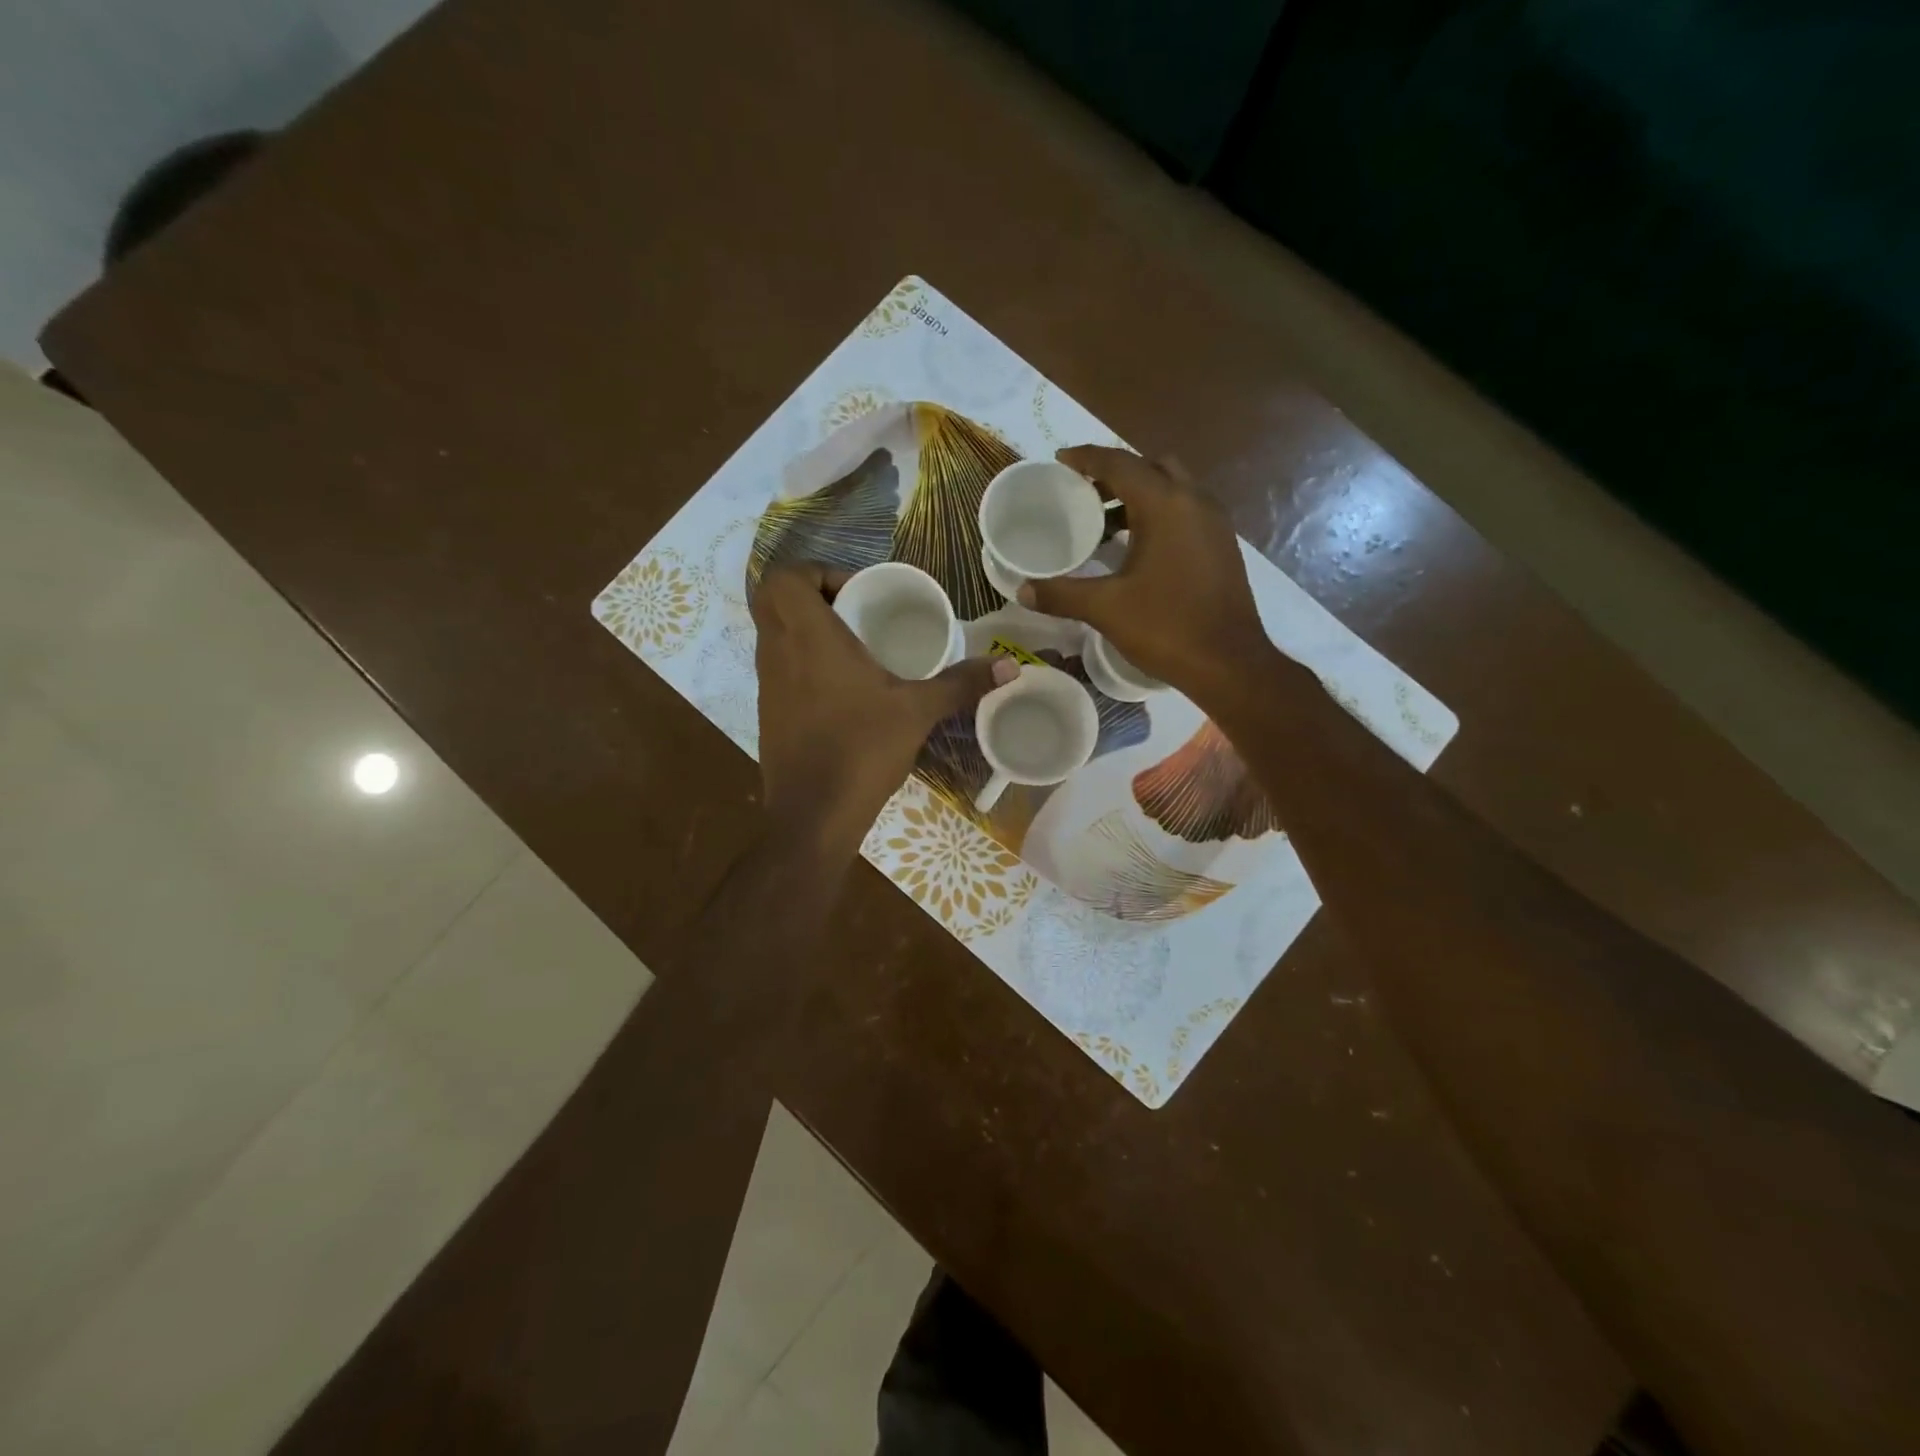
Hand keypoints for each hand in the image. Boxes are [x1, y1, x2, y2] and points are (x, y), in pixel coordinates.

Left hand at [751, 562, 1011, 852]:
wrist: (813, 816)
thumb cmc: (861, 750)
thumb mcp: (917, 711)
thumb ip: (961, 683)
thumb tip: (1010, 665)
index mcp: (808, 637)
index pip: (784, 578)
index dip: (816, 572)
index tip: (857, 593)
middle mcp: (777, 652)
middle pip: (773, 600)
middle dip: (810, 595)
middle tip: (855, 612)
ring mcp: (767, 684)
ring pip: (774, 635)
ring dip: (806, 629)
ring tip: (854, 647)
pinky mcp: (768, 713)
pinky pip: (779, 668)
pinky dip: (802, 663)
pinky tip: (842, 689)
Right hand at [1019, 446, 1272, 702]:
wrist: (1229, 663)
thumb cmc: (1167, 627)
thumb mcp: (1106, 609)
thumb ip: (1061, 594)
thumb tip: (1023, 590)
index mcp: (1166, 505)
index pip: (1120, 464)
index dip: (1087, 458)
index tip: (1060, 461)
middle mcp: (1195, 501)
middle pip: (1151, 467)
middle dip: (1116, 474)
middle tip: (1084, 494)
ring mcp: (1215, 522)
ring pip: (1173, 488)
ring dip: (1139, 495)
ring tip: (1104, 523)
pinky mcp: (1222, 545)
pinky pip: (1186, 511)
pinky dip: (1159, 514)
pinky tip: (1137, 548)